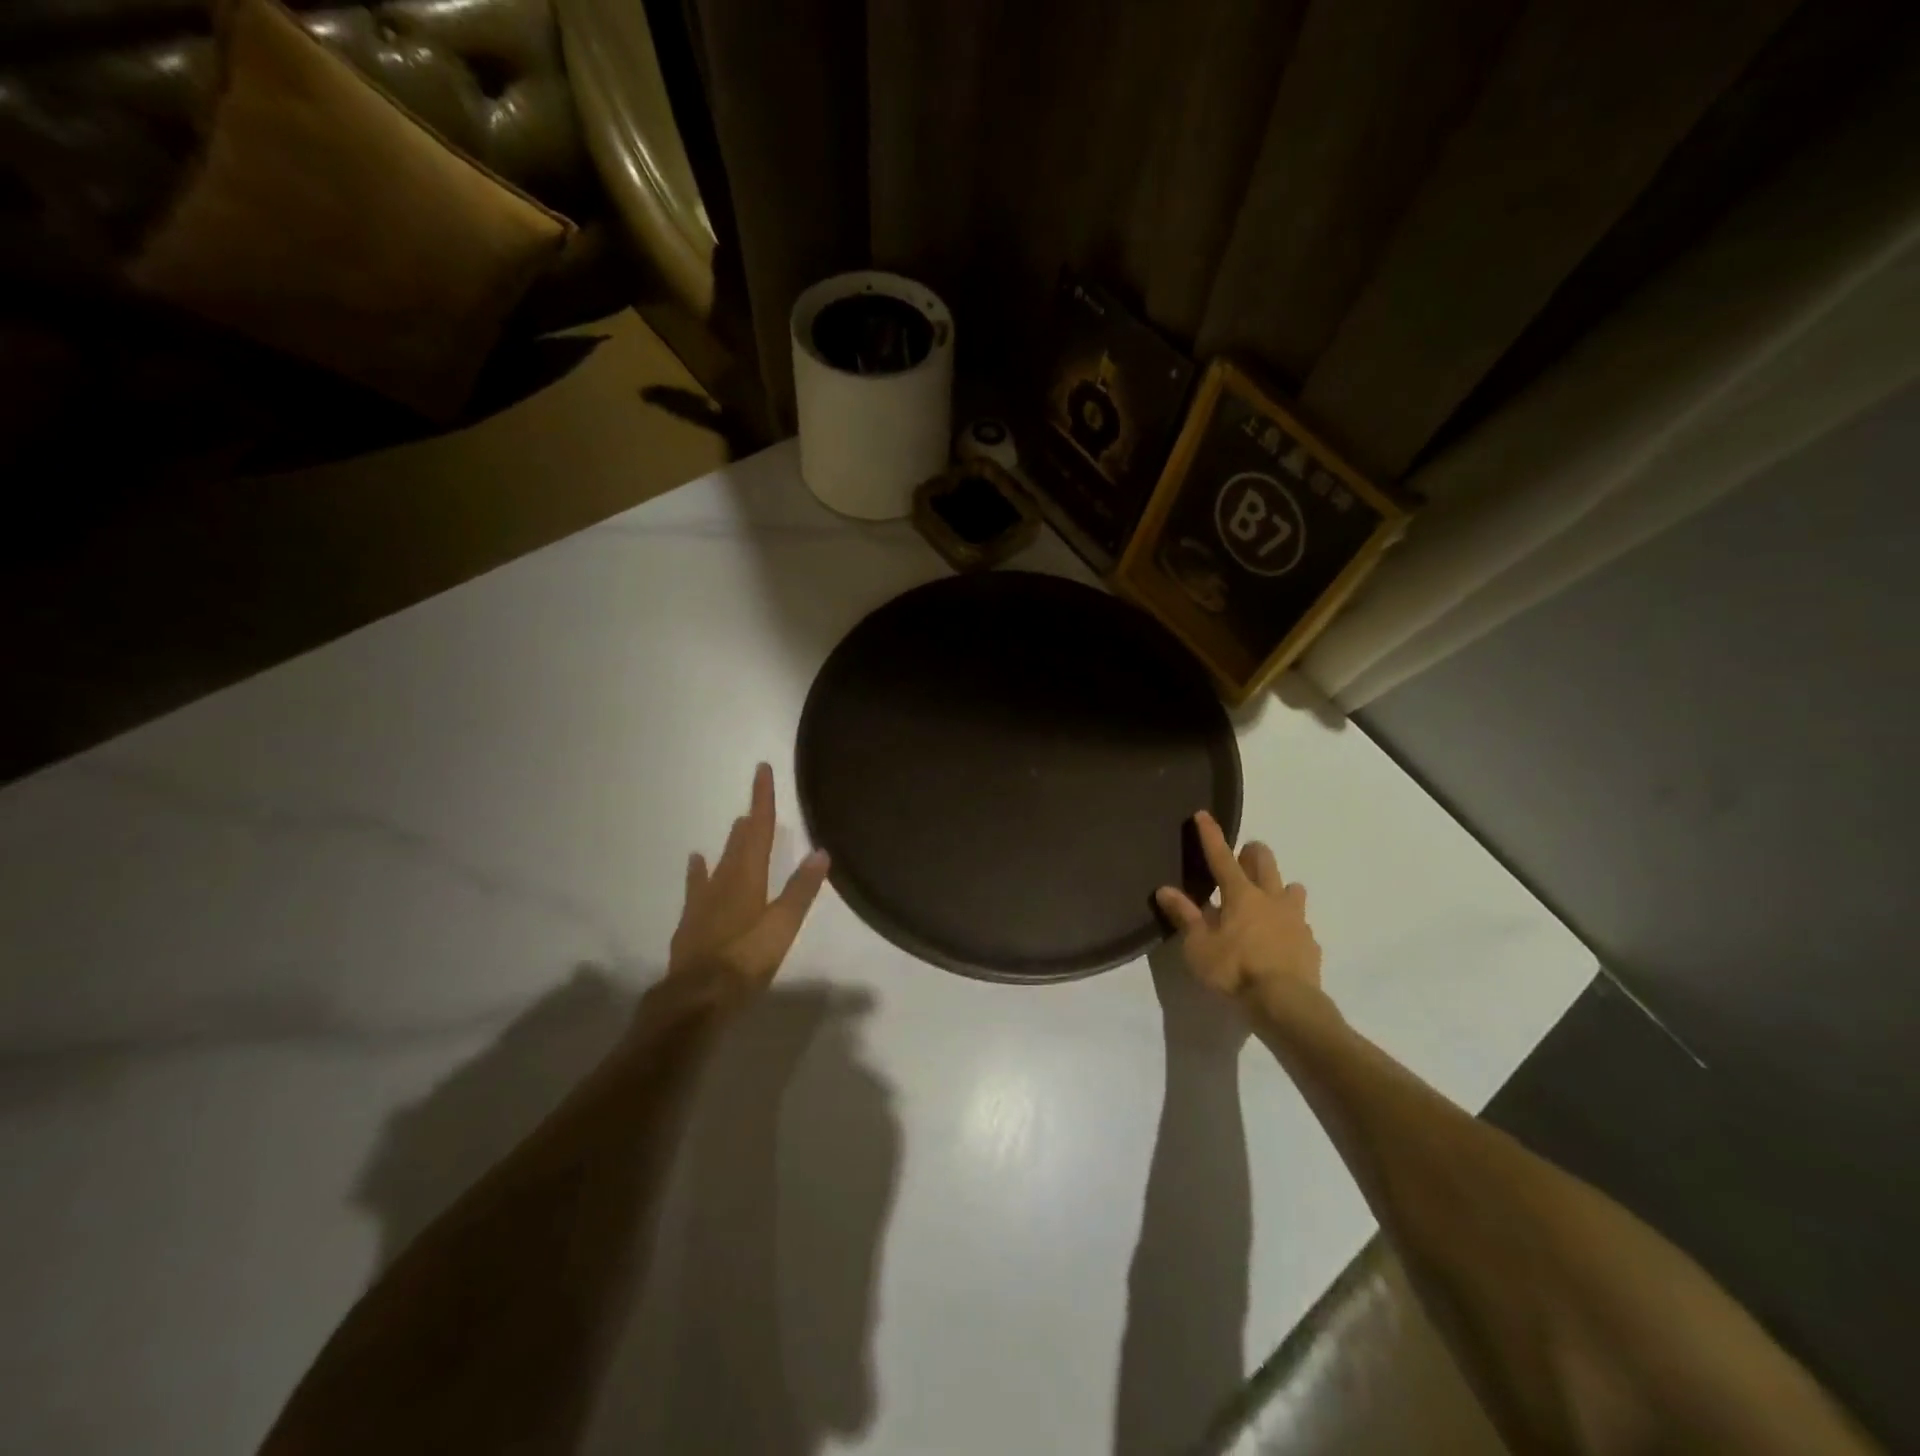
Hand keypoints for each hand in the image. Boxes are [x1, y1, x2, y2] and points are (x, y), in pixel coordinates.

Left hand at [668, 763, 830, 994]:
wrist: (696, 997)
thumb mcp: (782, 927)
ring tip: (736, 823)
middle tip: (756, 797)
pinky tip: (696, 862)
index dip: (763, 800)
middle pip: (740, 843)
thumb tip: (821, 851)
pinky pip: (697, 887)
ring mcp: (704, 902)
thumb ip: (801, 890)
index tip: (761, 770)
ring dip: (730, 842)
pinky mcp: (692, 921)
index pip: (760, 831)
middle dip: (752, 818)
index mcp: (749, 879)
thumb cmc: (745, 960)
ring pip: (720, 862)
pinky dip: (699, 871)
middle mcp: (724, 882)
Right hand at [1154, 811, 1323, 1014]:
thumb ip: (1185, 916)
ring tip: (1269, 896)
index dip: (1211, 835)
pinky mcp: (1310, 943)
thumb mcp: (1198, 946)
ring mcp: (1295, 920)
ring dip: (1280, 886)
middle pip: (1265, 862)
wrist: (1287, 1005)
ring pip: (1292, 888)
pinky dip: (1290, 923)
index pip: (1222, 857)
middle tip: (1243, 855)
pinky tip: (1282, 937)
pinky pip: (1301, 923)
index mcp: (1241, 895)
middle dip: (1253, 852)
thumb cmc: (1235, 971)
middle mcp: (1271, 899)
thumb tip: (1165, 889)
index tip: (1204, 814)